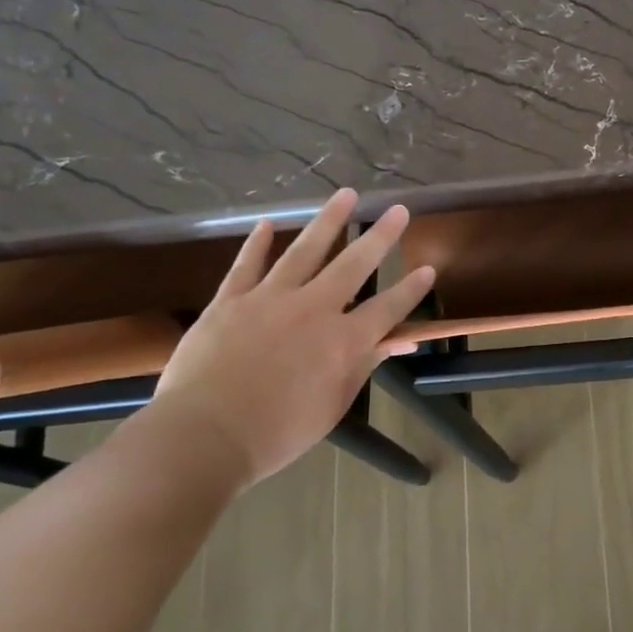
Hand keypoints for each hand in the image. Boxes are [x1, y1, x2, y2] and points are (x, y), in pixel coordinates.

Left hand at [148, 189, 434, 485]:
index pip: (388, 308)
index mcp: (343, 341)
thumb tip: (400, 341)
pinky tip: (267, 224)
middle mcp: (314, 309)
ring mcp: (270, 300)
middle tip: (397, 209)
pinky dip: (257, 244)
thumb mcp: (333, 404)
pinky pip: (247, 265)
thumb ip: (364, 365)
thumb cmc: (278, 432)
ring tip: (346, 195)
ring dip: (328, 221)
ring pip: (305, 251)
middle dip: (380, 236)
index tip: (428, 268)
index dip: (411, 289)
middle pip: (354, 265)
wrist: (204, 436)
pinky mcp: (230, 301)